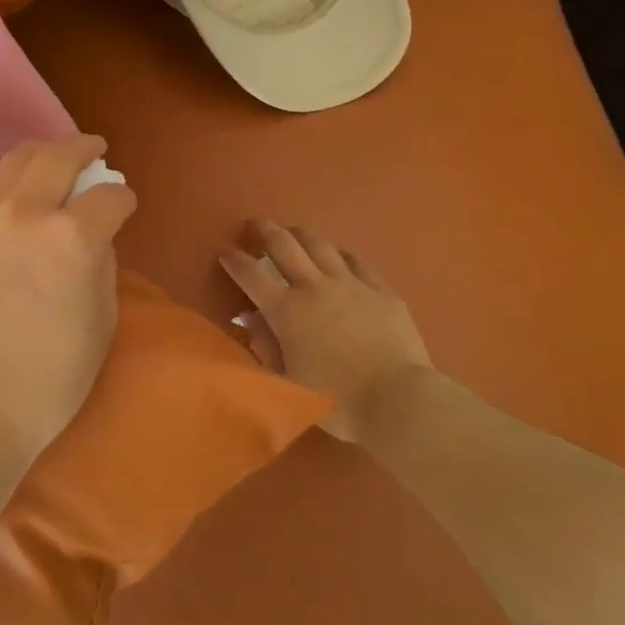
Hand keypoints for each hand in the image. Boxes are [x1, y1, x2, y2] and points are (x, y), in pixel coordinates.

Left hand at [0, 135, 137, 472]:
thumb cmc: (45, 384)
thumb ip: (101, 269)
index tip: (125, 205)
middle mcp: (24, 212)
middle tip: (95, 149)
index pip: (108, 197)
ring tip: (56, 157)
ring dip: (43, 153)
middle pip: (58, 156)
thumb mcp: (99, 327)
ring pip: (14, 161)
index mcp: (70, 238)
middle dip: (83, 148)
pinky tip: (18, 193)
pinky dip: (10, 180)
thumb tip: (94, 239)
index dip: (123, 199)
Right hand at [220, 221, 431, 443]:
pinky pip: (356, 261)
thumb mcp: (289, 382)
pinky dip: (340, 254)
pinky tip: (339, 257)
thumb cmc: (338, 400)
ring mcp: (351, 284)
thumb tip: (250, 318)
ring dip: (302, 235)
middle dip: (266, 231)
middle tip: (256, 224)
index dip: (234, 260)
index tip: (224, 250)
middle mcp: (315, 287)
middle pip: (285, 246)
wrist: (400, 400)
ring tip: (294, 233)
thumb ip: (265, 346)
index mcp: (287, 311)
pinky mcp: (382, 290)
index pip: (251, 275)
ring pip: (321, 245)